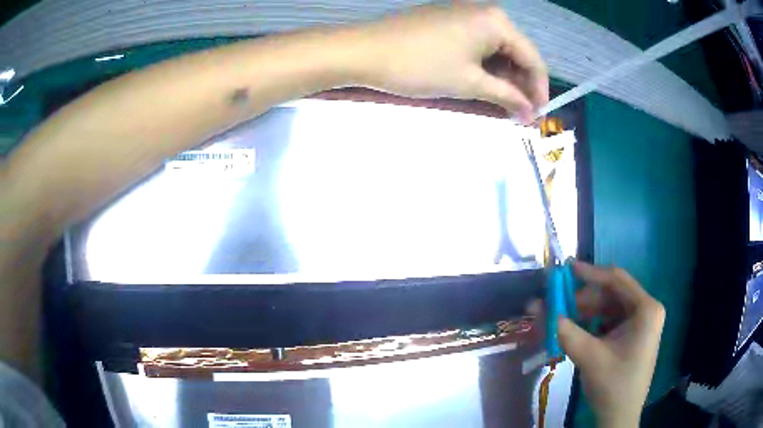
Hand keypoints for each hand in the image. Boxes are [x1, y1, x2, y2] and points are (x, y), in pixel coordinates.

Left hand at [351, 4, 547, 122]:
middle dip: (519, 85)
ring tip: (501, 105)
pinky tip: (482, 84)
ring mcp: (464, 13)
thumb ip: (506, 96)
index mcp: (497, 21)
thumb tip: (530, 112)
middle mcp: (485, 12)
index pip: (533, 59)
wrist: (363, 51)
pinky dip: (483, 65)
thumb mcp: (469, 83)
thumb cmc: (420, 66)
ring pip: (495, 49)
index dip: (538, 90)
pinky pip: (476, 43)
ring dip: (502, 77)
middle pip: (515, 52)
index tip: (536, 116)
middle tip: (518, 115)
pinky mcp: (447, 19)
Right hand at [560, 262, 664, 427]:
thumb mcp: (588, 356)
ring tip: (563, 320)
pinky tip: (577, 331)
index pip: (617, 280)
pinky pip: (611, 320)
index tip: (565, 270)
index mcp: (646, 309)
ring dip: (586, 311)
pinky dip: (593, 323)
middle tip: (559, 304)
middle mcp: (647, 309)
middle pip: (613, 294)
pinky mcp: (634, 335)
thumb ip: (563, 330)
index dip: (590, 273)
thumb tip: (535, 306)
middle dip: (584, 299)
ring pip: (610, 307)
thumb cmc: (612, 385)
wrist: (620, 417)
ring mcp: (642, 322)